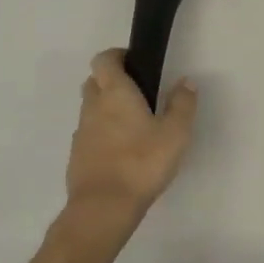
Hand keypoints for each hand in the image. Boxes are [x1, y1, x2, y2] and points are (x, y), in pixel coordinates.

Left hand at [65, 50, 198, 221]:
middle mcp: (93, 106)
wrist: (104, 207)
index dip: (117, 55)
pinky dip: (102, 133)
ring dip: (107, 108)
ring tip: (134, 125)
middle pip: (94, 81)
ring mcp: (81, 132)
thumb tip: (186, 82)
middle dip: (112, 80)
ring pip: (91, 108)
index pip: (104, 59)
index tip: (136, 62)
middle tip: (138, 93)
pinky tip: (122, 151)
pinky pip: (89, 133)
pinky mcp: (77, 155)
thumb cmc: (142, 163)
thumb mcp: (175, 133)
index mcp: (115, 93)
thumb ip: (182, 104)